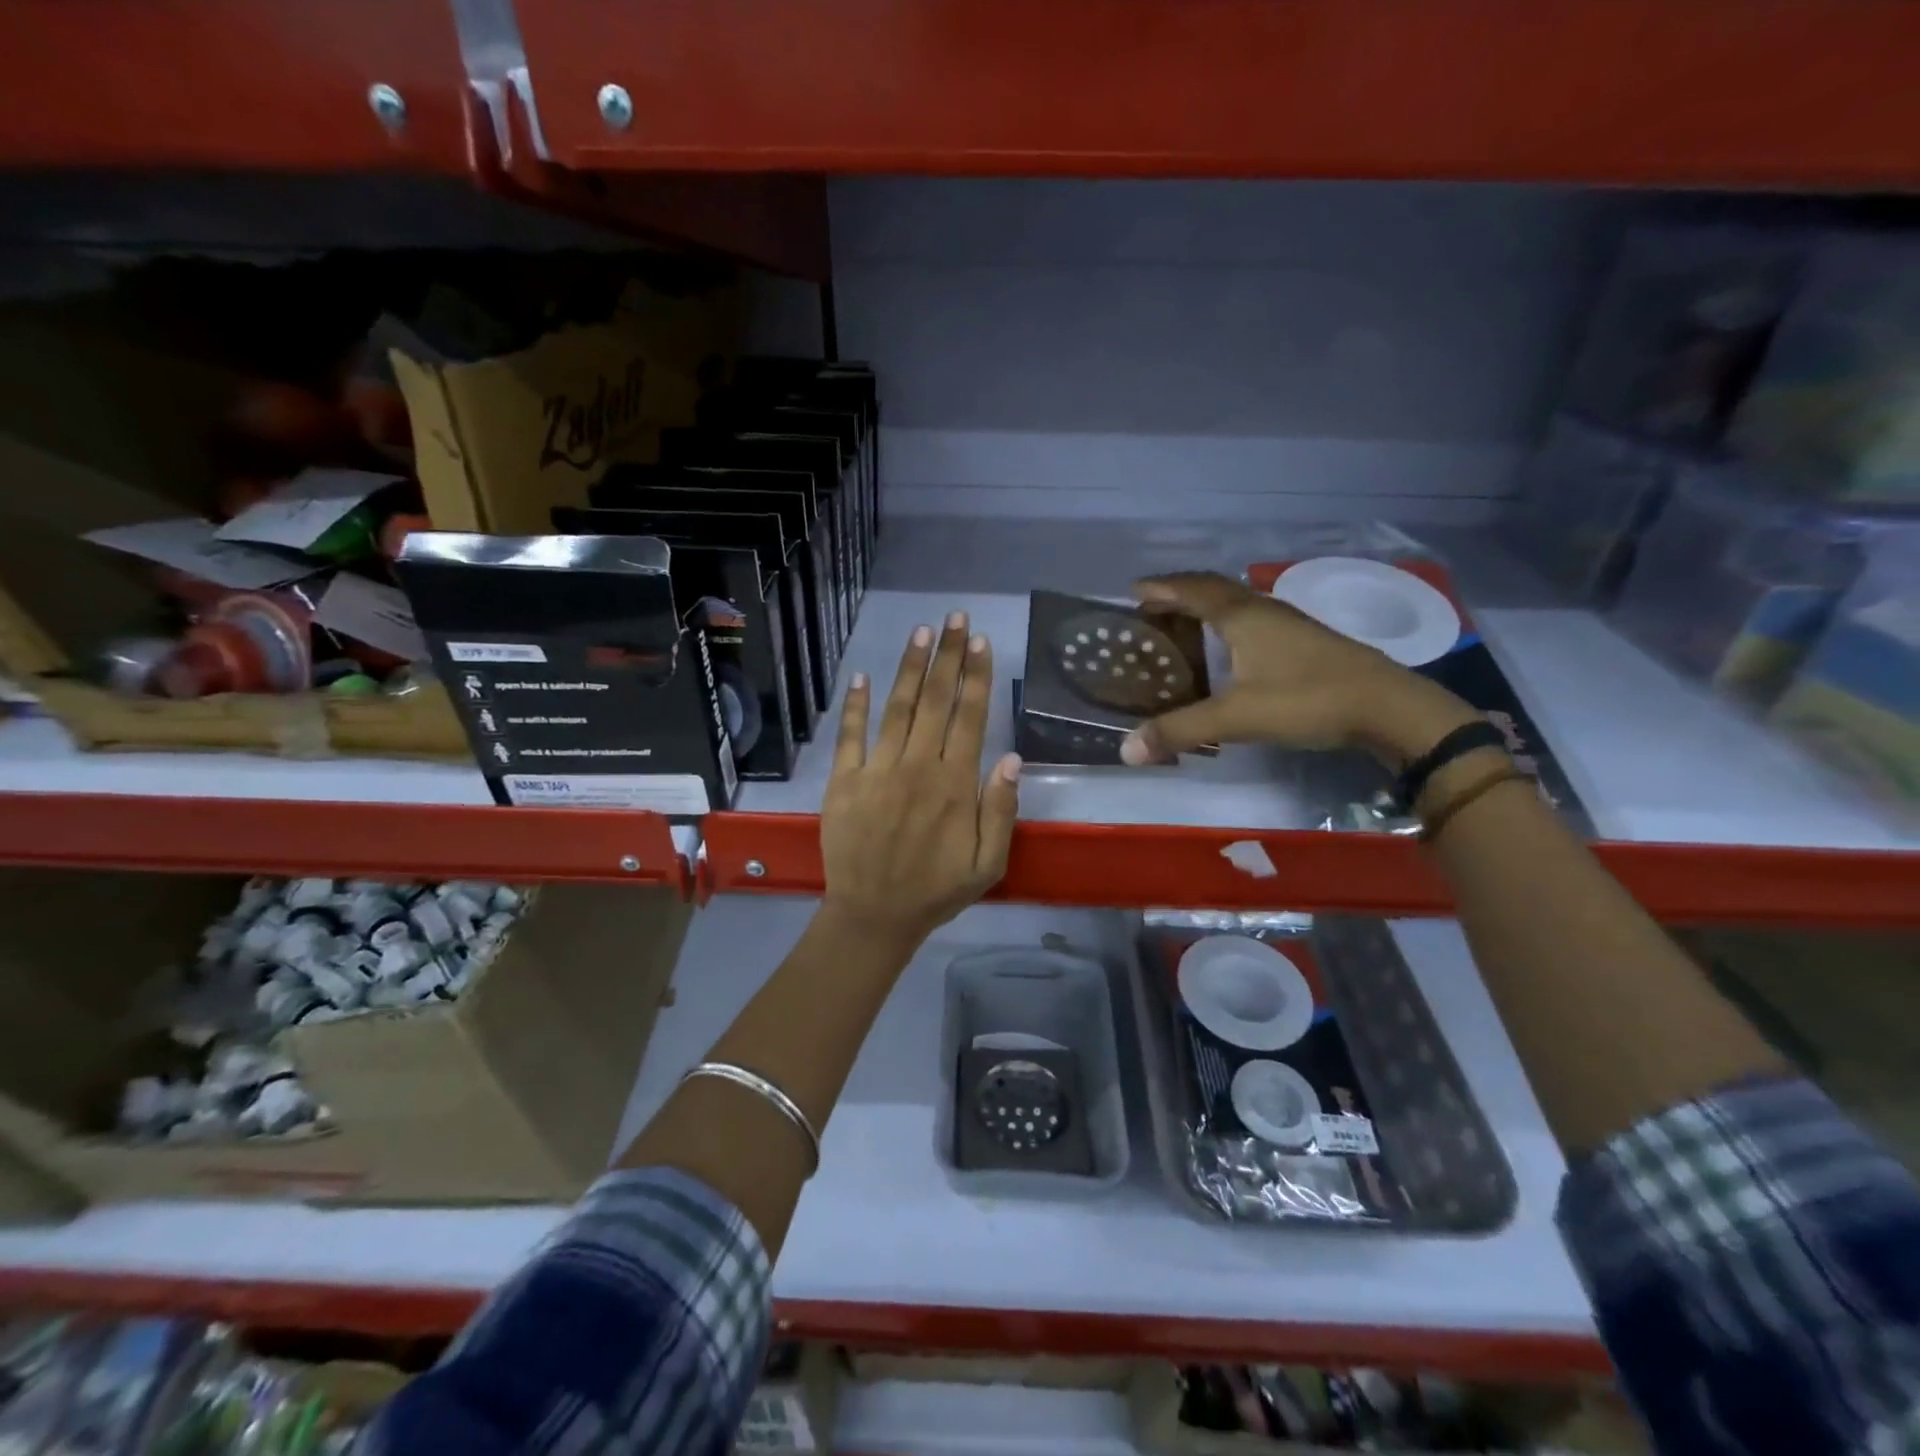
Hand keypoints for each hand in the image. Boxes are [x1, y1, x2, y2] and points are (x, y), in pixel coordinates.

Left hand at [820, 611, 1021, 950]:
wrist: (873, 915)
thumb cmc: (936, 890)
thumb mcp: (988, 863)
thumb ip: (1000, 810)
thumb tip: (1011, 757)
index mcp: (955, 785)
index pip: (969, 717)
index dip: (976, 676)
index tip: (980, 642)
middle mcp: (917, 767)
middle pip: (936, 701)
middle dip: (948, 656)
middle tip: (955, 618)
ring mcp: (877, 771)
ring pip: (897, 708)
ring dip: (910, 668)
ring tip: (922, 633)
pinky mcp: (844, 781)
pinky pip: (850, 736)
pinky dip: (854, 705)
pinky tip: (860, 676)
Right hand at [1118, 572, 1480, 768]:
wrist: (1388, 707)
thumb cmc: (1307, 700)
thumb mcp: (1237, 717)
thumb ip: (1180, 730)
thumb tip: (1126, 750)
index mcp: (1242, 617)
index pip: (1192, 590)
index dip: (1161, 588)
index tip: (1133, 591)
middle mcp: (1263, 610)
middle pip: (1214, 590)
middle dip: (1179, 595)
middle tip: (1150, 610)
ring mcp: (1289, 624)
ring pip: (1237, 604)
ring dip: (1205, 608)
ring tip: (1182, 627)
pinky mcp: (1305, 642)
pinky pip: (1254, 621)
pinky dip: (1228, 626)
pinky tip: (1229, 650)